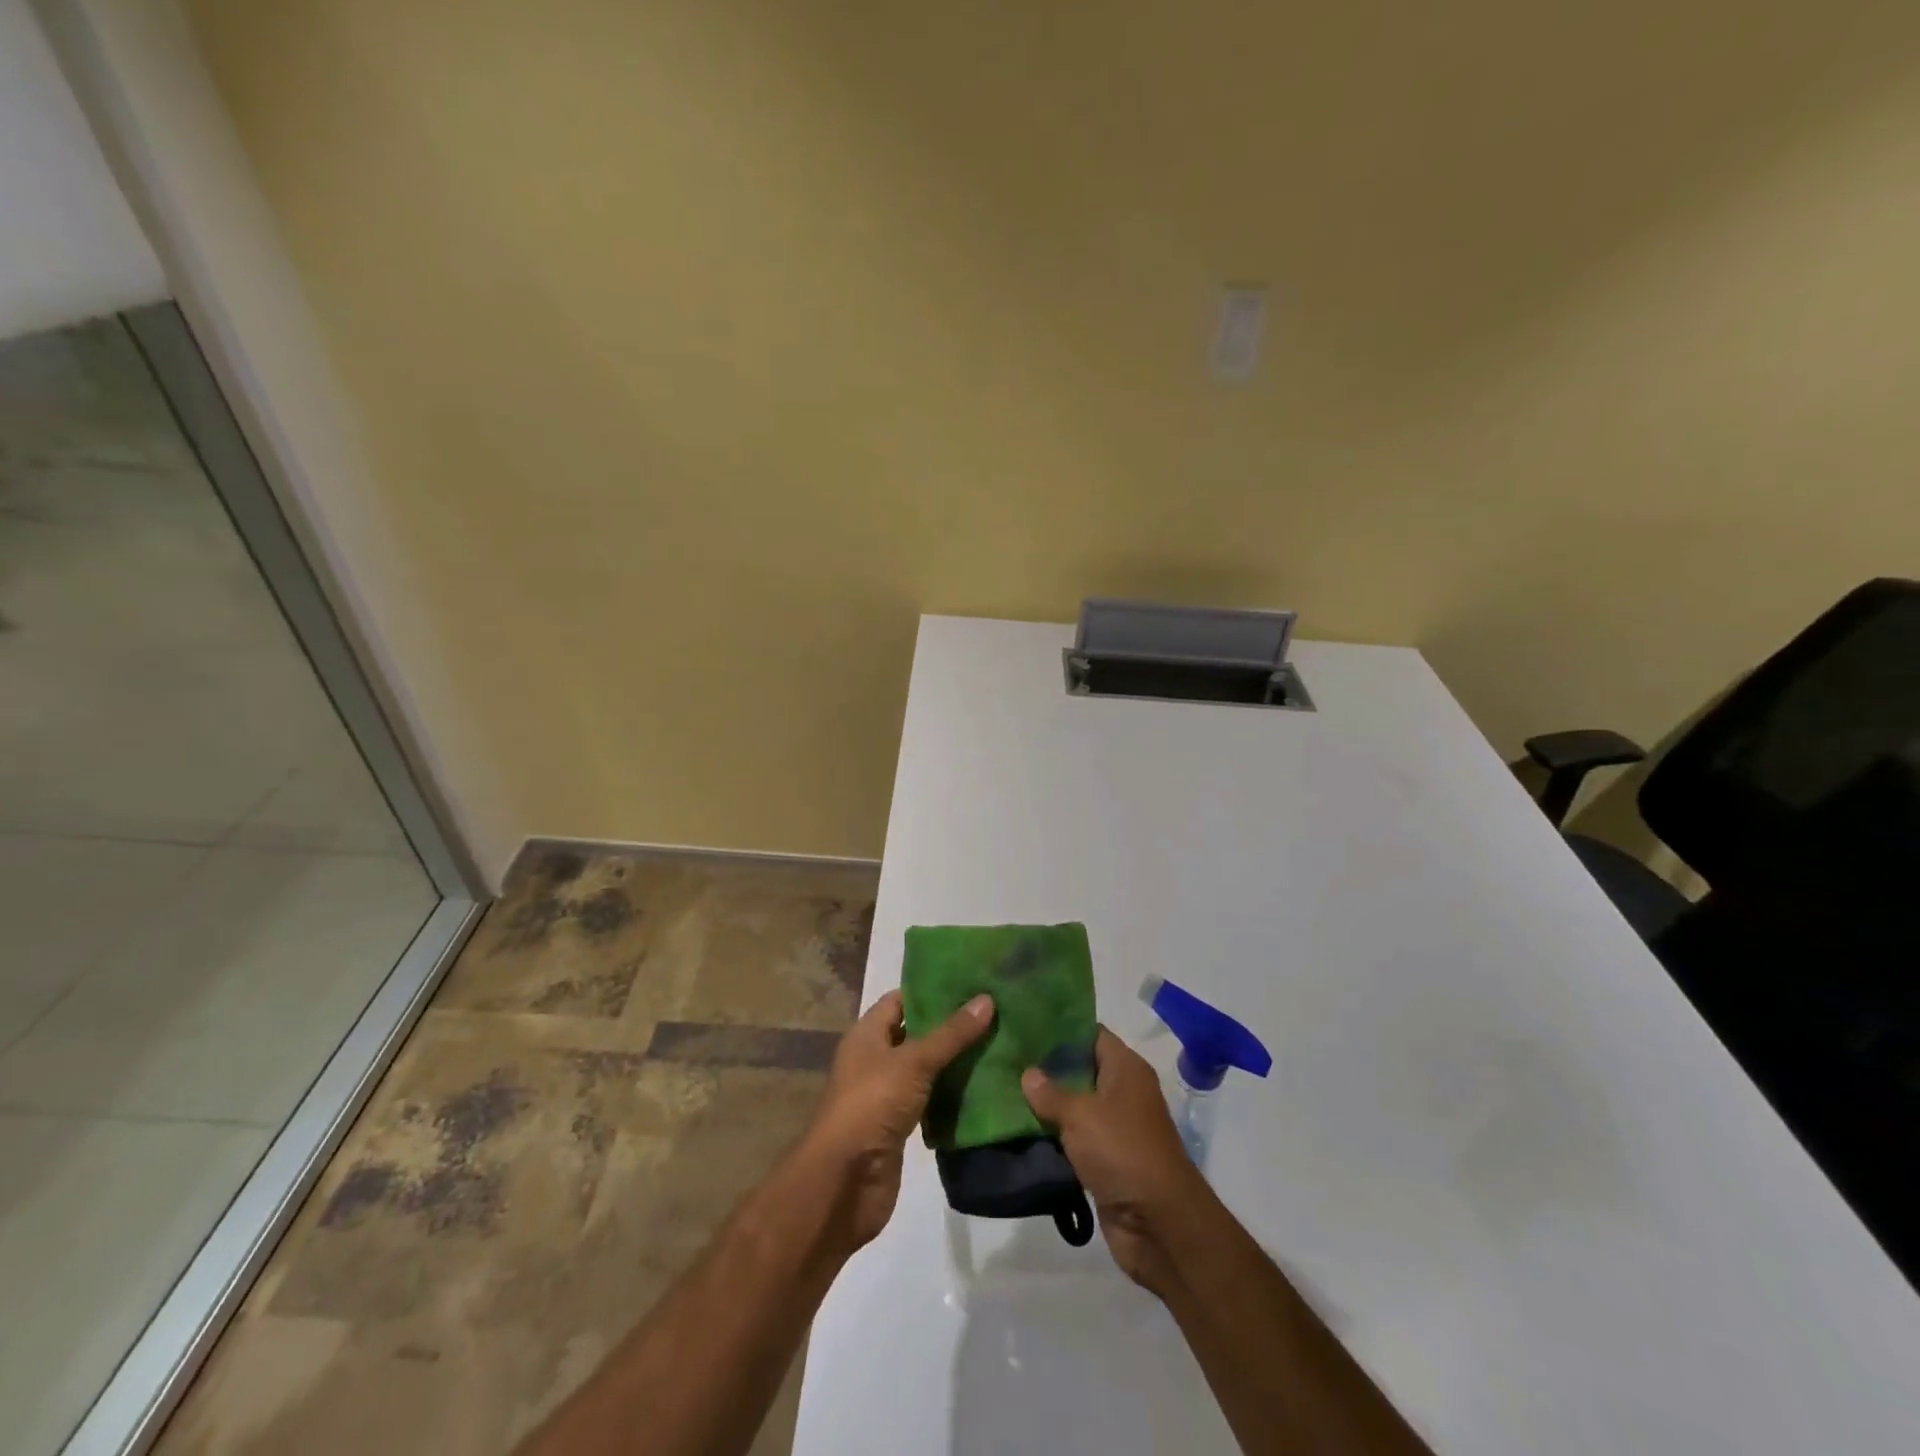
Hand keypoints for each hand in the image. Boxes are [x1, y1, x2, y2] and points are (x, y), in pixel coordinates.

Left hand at [802, 989, 994, 1249]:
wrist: (844, 1183)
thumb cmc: (871, 1105)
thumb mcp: (914, 1062)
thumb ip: (951, 1034)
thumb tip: (987, 999)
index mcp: (867, 1034)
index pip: (901, 1000)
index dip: (932, 990)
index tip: (971, 983)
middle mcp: (874, 1059)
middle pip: (915, 1033)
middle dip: (950, 1026)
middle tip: (994, 1011)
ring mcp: (886, 1094)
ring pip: (925, 1068)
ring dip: (954, 1061)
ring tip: (997, 1042)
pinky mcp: (899, 1125)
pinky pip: (929, 1099)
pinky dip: (951, 1094)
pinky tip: (984, 1085)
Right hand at [1022, 1027, 1211, 1294]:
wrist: (1159, 1224)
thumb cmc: (1122, 1151)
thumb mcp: (1080, 1115)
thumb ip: (1050, 1093)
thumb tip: (1028, 1074)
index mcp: (1126, 1068)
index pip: (1090, 1033)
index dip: (1059, 1028)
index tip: (1024, 1026)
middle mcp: (1123, 1092)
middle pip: (1080, 1069)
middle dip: (1045, 1067)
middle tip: (1006, 1058)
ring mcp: (1116, 1127)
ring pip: (1075, 1106)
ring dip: (1046, 1105)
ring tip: (1004, 1091)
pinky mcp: (1106, 1160)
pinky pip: (1075, 1139)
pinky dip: (1053, 1136)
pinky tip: (1019, 1129)